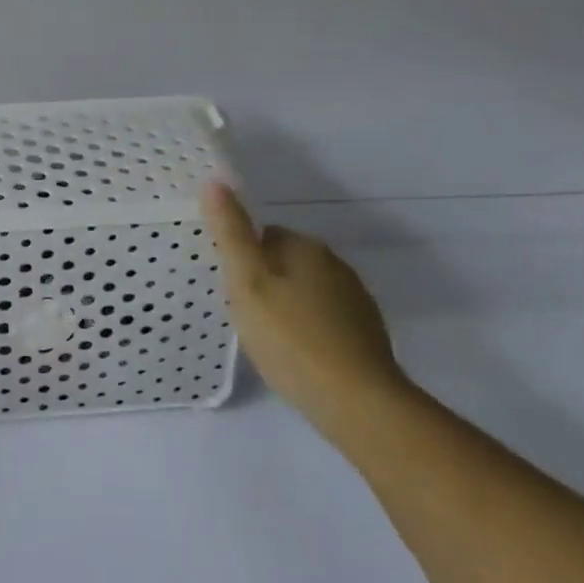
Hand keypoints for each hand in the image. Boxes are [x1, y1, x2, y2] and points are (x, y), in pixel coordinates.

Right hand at [201, 181, 411, 437]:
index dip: (243, 260)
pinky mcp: (367, 333)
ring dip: (288, 306)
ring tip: (269, 339)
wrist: (358, 403)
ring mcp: (356, 300)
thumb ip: (230, 232)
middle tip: (246, 316)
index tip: (232, 290)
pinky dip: (310, 330)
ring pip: (307, 291)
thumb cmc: (291, 338)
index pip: (264, 236)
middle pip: (286, 262)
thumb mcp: (247, 283)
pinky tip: (298, 356)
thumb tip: (215, 179)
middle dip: (266, 282)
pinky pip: (326, 319)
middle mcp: (336, 264)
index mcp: (306, 247)